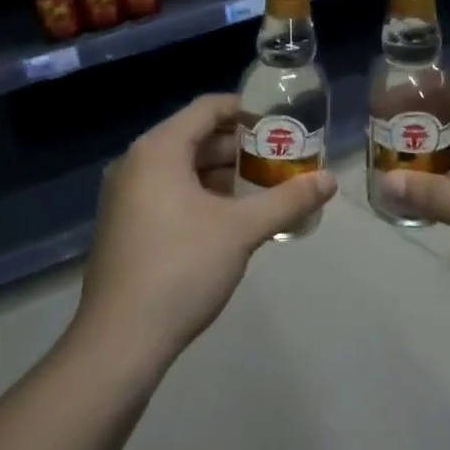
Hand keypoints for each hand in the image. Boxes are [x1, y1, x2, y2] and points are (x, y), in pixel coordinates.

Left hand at [73, 94, 335, 372]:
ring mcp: (124, 196)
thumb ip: (287, 200)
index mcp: (159, 150)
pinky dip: (199, 195)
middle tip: (278, 160)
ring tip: (261, 189)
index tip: (278, 124)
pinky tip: (228, 219)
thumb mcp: (241, 230)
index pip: (207, 108)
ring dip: (221, 174)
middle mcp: (136, 163)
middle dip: (238, 147)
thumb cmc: (181, 268)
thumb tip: (330, 180)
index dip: (245, 111)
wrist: (119, 341)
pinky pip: (167, 192)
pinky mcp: (123, 226)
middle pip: (194, 137)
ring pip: (180, 168)